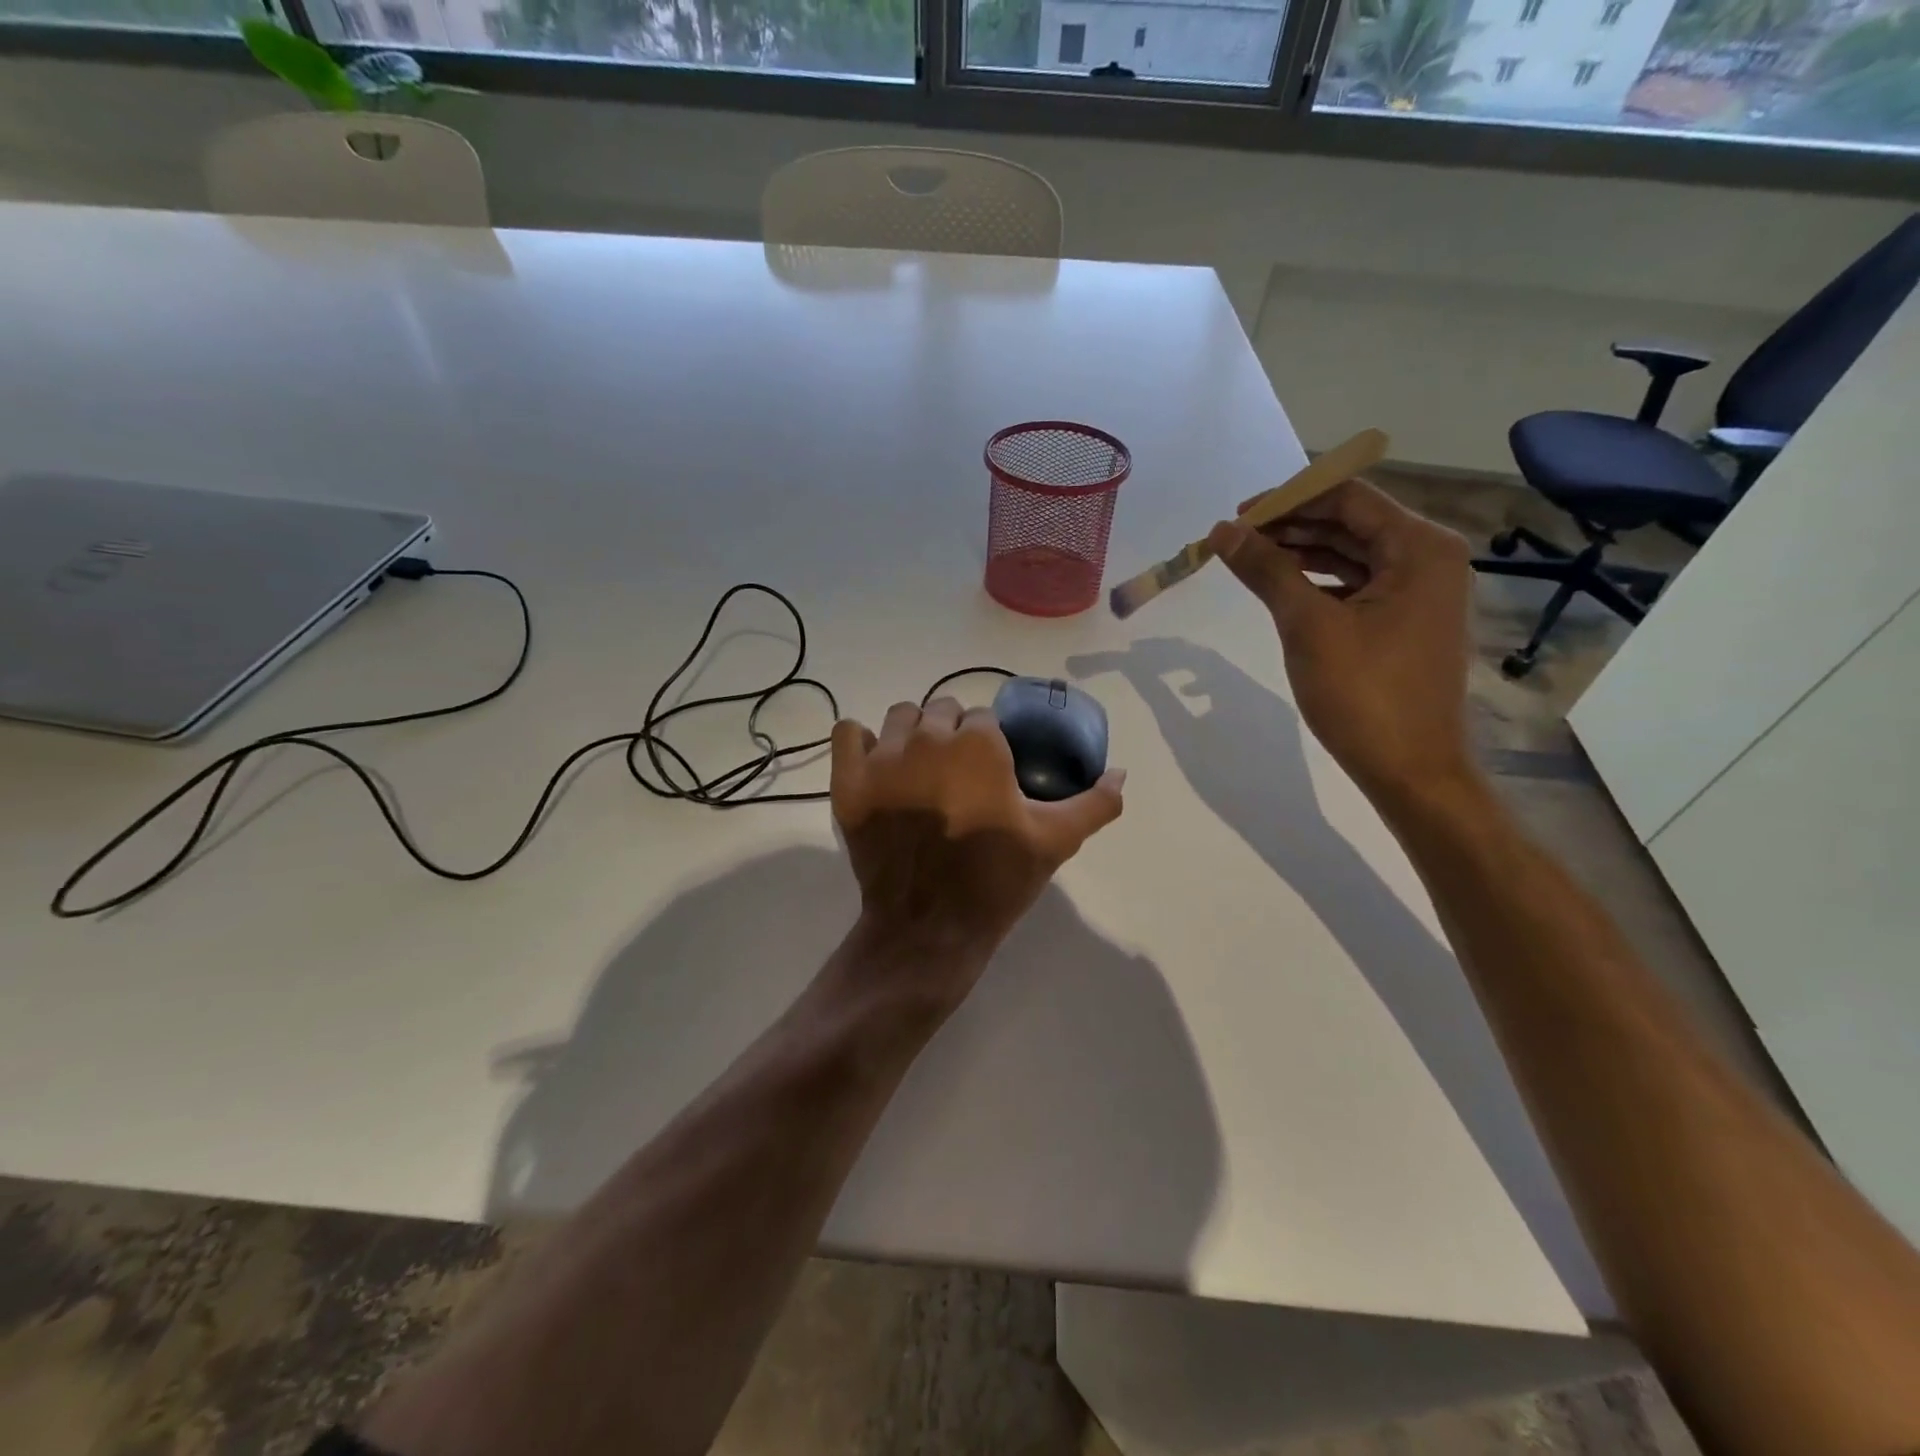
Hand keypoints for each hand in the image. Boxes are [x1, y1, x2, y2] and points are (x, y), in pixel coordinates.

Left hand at [829, 698, 1124, 996]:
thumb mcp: (1055, 840)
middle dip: (952, 735)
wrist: (928, 927)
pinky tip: (876, 765)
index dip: (989, 745)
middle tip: (957, 777)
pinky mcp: (848, 781)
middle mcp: (928, 738)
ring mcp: (882, 758)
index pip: (983, 718)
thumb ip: (1094, 802)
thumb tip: (1121, 773)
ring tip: (920, 771)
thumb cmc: (995, 879)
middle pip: (942, 710)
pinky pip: (848, 733)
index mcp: (978, 744)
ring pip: (900, 717)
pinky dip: (860, 742)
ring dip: (912, 734)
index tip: (990, 775)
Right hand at [1206, 479, 1477, 812]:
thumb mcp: (1308, 625)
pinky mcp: (1405, 618)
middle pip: (1350, 521)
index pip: (1347, 497)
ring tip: (1247, 559)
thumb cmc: (1364, 694)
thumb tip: (1222, 531)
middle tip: (1233, 539)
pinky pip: (1356, 583)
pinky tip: (1280, 586)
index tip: (1236, 516)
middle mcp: (1428, 557)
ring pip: (1350, 553)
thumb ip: (1266, 570)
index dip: (1288, 499)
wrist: (1411, 769)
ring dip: (1300, 552)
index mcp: (1420, 547)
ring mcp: (1420, 589)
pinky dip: (1317, 580)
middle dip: (1290, 525)